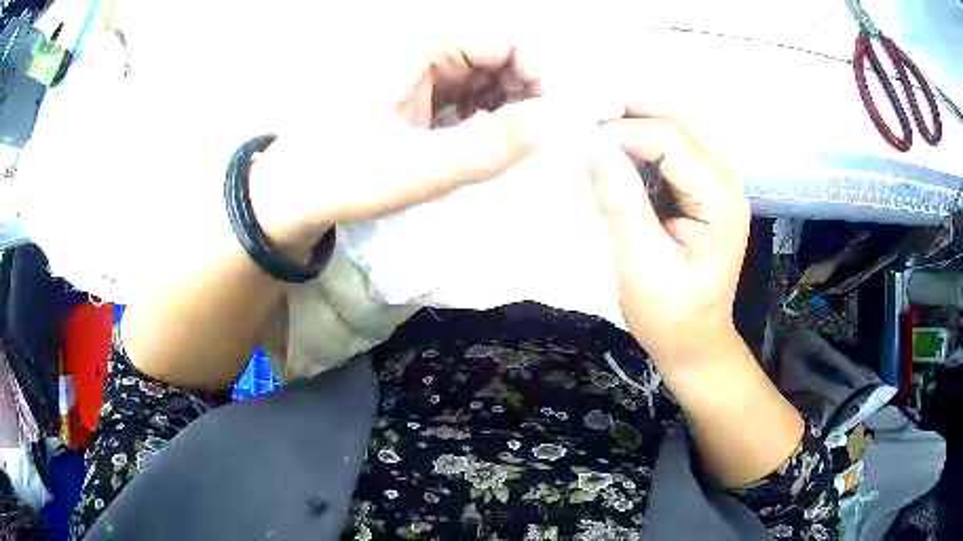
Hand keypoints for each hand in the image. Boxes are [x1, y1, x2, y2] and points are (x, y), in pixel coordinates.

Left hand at [248, 36, 618, 254]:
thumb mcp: (413, 168)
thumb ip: (486, 149)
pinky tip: (491, 148)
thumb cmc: (338, 176)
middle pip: (507, 56)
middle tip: (540, 145)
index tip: (559, 123)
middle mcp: (429, 50)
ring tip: (516, 152)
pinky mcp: (423, 96)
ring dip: (515, 110)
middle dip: (534, 95)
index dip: (546, 75)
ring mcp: (426, 73)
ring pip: (494, 78)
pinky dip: (493, 120)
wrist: (291, 194)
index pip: (512, 39)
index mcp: (424, 47)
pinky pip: (475, 97)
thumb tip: (557, 127)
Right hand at [589, 114, 750, 371]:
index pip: (670, 138)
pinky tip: (613, 158)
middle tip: (577, 130)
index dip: (622, 131)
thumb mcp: (641, 263)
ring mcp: (716, 183)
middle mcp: (725, 180)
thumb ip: (620, 200)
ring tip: (589, 140)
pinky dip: (638, 150)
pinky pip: (669, 155)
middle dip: (624, 123)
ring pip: (669, 137)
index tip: (577, 142)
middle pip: (672, 129)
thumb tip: (589, 144)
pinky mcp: (703, 190)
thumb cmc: (670, 314)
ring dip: (629, 133)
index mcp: (719, 198)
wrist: (694, 341)